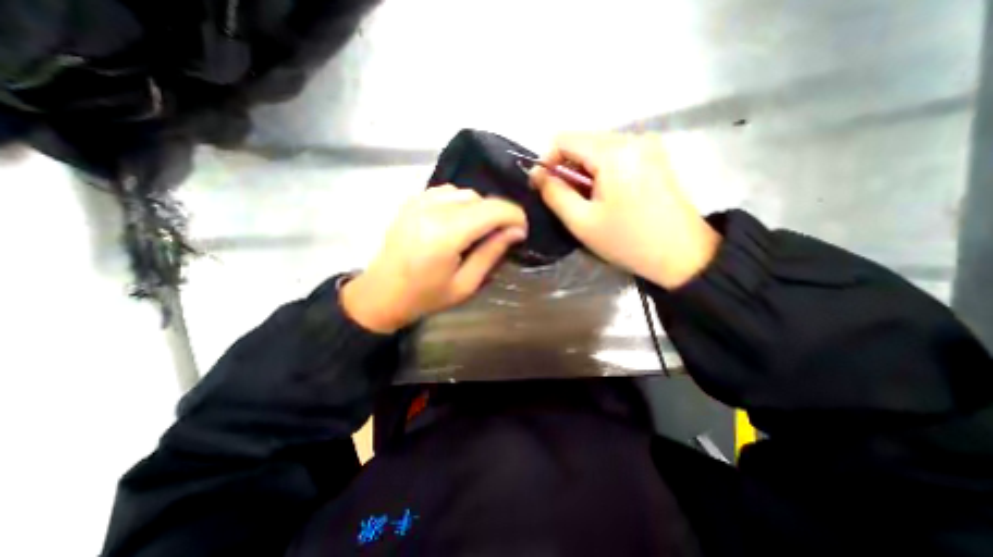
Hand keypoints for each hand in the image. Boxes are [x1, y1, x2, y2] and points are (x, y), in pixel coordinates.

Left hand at [342, 187, 526, 333]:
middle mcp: (432, 210)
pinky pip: (446, 192)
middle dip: (497, 214)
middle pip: (480, 198)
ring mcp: (418, 202)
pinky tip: (457, 222)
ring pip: (464, 192)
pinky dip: (460, 203)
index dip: (514, 216)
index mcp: (446, 234)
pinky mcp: (411, 201)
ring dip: (478, 208)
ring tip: (477, 230)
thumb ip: (492, 253)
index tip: (521, 230)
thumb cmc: (425, 297)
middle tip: (501, 235)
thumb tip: (516, 231)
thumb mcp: (466, 284)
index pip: (492, 210)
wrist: (381, 294)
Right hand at [526, 133, 722, 289]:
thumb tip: (536, 174)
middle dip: (566, 169)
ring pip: (597, 149)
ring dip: (583, 172)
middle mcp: (632, 137)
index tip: (544, 187)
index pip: (564, 138)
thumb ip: (554, 193)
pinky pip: (615, 155)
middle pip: (582, 142)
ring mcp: (647, 145)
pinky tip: (606, 196)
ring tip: (588, 202)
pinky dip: (601, 172)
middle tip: (567, 200)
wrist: (682, 255)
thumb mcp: (581, 221)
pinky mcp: (654, 156)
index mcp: (614, 151)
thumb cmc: (628, 240)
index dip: (547, 161)